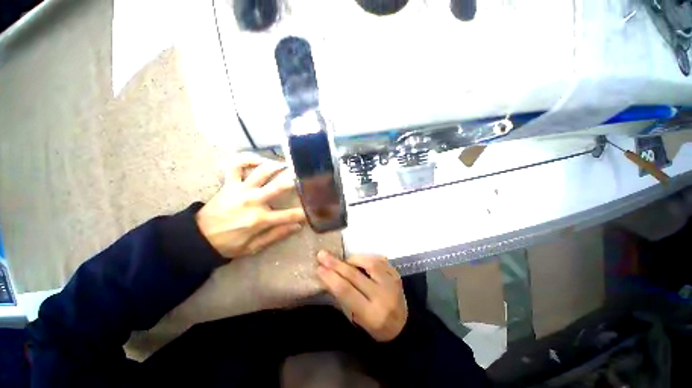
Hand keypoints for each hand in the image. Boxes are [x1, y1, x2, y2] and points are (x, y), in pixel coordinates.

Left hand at [196, 154, 306, 258]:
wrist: (198, 238)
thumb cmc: (228, 244)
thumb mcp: (253, 247)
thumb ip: (276, 235)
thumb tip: (298, 227)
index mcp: (260, 219)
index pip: (289, 215)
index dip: (304, 212)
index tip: (315, 209)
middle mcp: (253, 201)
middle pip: (278, 185)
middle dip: (294, 179)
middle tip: (305, 173)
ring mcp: (240, 189)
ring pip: (261, 171)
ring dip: (276, 165)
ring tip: (286, 164)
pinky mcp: (229, 184)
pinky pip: (235, 165)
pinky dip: (246, 159)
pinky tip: (258, 160)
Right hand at [316, 251, 407, 341]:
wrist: (404, 326)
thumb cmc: (376, 326)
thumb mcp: (358, 319)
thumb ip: (345, 298)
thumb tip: (330, 276)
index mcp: (371, 314)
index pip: (346, 291)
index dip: (331, 278)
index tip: (319, 268)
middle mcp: (383, 297)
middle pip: (355, 275)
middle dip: (336, 264)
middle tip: (322, 255)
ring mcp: (392, 283)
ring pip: (369, 264)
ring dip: (353, 259)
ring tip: (344, 260)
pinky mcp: (396, 274)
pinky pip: (379, 260)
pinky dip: (366, 258)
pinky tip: (359, 260)